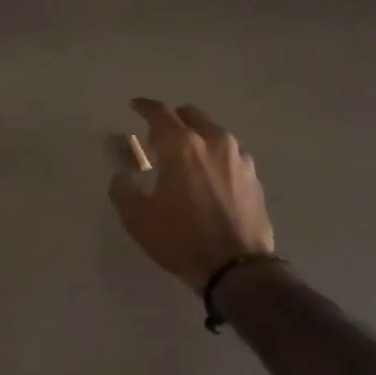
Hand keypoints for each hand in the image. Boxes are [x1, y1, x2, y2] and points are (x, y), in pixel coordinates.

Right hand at [108, 99, 275, 292]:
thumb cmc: (182, 239)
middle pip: (190, 115)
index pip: (160, 113)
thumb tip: (122, 176)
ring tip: (185, 161)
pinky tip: (209, 178)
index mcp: (183, 145)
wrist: (237, 268)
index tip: (135, 106)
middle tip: (158, 140)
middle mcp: (214, 141)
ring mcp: (239, 157)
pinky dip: (214, 156)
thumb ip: (123, 190)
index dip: (144, 107)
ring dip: (196, 138)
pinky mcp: (253, 177)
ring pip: (213, 133)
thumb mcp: (138, 219)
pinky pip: (229, 154)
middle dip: (172, 121)